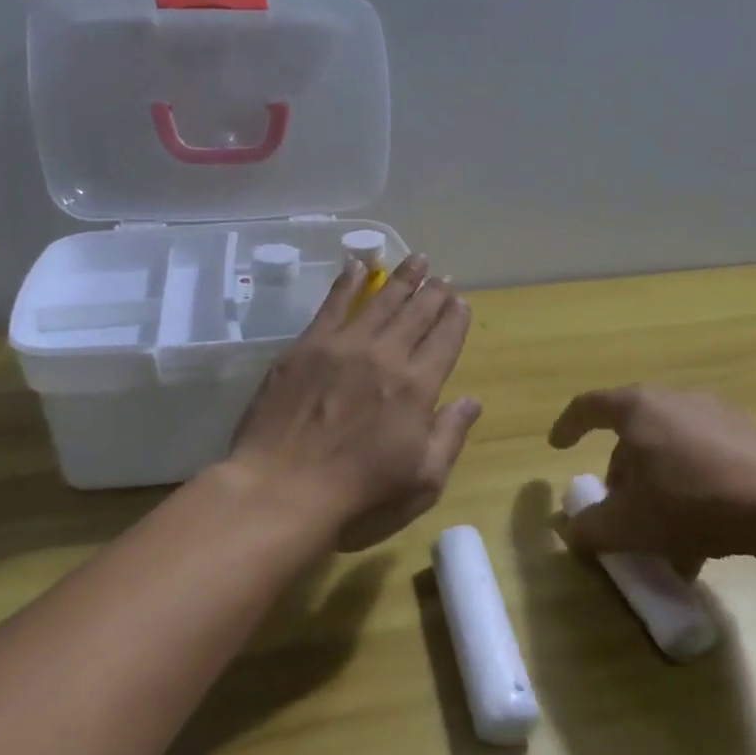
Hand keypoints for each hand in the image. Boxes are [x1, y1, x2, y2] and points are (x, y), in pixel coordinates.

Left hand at [227, 254, 479, 552]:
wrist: (282, 489)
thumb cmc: (360, 496)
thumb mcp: (423, 480)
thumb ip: (450, 435)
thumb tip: (472, 400)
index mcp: (417, 387)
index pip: (445, 340)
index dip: (455, 318)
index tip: (461, 301)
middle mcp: (385, 355)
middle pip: (416, 313)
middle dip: (434, 292)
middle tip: (443, 275)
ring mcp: (343, 346)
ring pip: (380, 301)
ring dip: (401, 278)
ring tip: (416, 259)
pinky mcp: (306, 346)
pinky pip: (333, 304)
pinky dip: (348, 281)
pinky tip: (357, 265)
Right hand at [547, 384, 755, 575]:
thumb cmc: (690, 503)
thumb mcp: (627, 525)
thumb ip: (589, 528)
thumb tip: (575, 531)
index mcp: (638, 408)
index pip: (589, 406)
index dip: (567, 425)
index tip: (558, 446)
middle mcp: (675, 399)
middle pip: (632, 433)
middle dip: (620, 473)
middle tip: (618, 508)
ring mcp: (716, 414)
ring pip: (669, 449)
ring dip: (656, 486)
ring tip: (662, 534)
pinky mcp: (748, 436)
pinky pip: (703, 458)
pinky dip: (689, 488)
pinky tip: (701, 535)